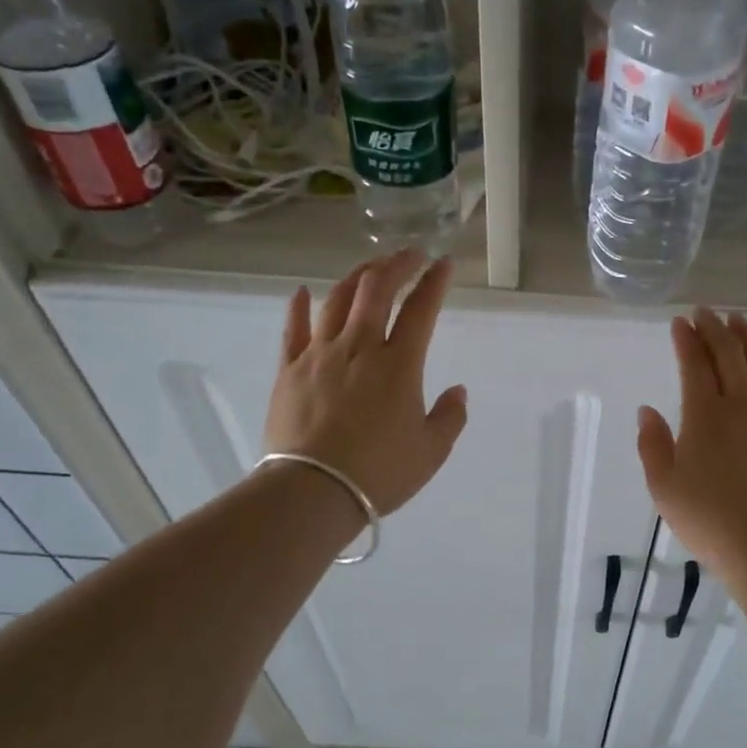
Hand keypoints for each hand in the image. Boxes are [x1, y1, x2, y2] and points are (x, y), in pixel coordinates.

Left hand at [264, 251, 467, 514]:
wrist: (312, 491)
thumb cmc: (379, 473)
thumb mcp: (431, 451)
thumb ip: (450, 417)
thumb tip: (457, 390)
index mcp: (399, 364)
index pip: (421, 309)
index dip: (435, 282)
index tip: (444, 264)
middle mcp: (360, 347)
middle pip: (377, 290)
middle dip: (397, 265)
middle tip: (410, 255)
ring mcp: (320, 354)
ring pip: (337, 300)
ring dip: (357, 277)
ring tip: (370, 269)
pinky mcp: (289, 370)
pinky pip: (293, 329)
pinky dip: (298, 306)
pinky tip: (301, 291)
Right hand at [636, 308, 746, 566]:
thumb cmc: (707, 519)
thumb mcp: (663, 487)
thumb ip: (652, 444)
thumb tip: (648, 411)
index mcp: (705, 415)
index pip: (695, 364)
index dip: (686, 339)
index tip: (680, 322)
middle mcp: (743, 404)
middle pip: (730, 354)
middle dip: (715, 328)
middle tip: (705, 312)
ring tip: (738, 321)